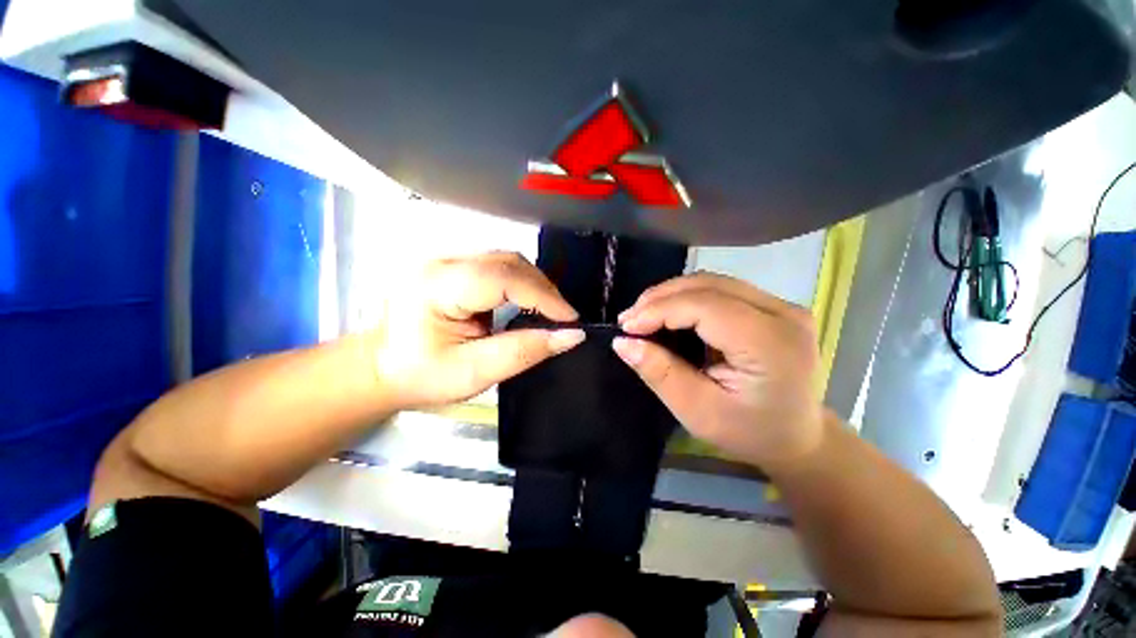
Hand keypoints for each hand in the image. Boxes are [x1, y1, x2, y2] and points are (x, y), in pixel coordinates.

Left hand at [370, 252, 584, 410]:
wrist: (381, 368)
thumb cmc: (421, 376)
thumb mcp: (474, 373)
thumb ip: (523, 352)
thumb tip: (570, 336)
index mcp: (437, 286)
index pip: (503, 278)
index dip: (543, 296)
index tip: (570, 319)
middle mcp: (440, 261)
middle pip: (507, 261)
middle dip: (543, 289)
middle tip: (562, 318)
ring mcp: (445, 258)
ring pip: (506, 259)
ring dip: (534, 284)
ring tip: (548, 311)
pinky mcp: (452, 264)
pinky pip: (497, 265)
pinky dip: (520, 282)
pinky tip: (527, 301)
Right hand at [613, 273, 823, 472]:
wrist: (798, 437)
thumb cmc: (749, 432)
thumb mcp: (698, 411)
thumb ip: (660, 373)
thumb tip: (622, 342)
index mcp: (770, 343)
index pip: (704, 306)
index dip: (659, 310)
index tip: (625, 327)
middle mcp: (783, 313)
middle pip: (708, 285)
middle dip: (660, 298)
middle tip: (629, 319)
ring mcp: (782, 305)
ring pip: (712, 282)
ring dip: (671, 295)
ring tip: (643, 315)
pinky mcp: (773, 306)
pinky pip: (720, 290)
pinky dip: (687, 298)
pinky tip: (669, 313)